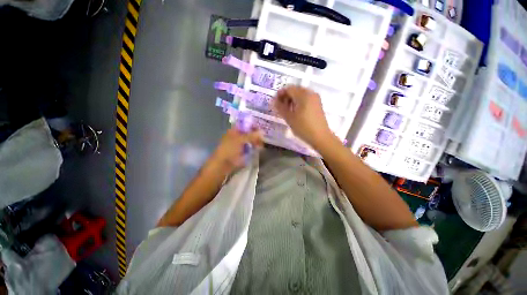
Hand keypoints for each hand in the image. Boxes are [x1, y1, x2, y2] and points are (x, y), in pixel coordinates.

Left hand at [209, 126, 263, 173]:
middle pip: (249, 132)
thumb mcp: (240, 140)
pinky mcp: (242, 151)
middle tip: (263, 137)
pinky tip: (259, 148)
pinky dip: (255, 147)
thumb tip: (262, 131)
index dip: (253, 125)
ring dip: (256, 141)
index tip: (261, 128)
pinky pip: (251, 147)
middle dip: (256, 134)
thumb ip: (251, 135)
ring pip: (250, 140)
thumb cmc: (229, 149)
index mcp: (234, 130)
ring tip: (262, 144)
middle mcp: (237, 136)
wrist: (223, 165)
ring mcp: (240, 144)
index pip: (245, 124)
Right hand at [273, 86, 332, 148]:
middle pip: (295, 90)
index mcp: (303, 95)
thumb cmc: (303, 127)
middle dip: (286, 97)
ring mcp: (315, 99)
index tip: (275, 102)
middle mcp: (311, 93)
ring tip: (287, 110)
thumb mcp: (289, 118)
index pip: (289, 88)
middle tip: (280, 107)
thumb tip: (274, 101)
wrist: (320, 137)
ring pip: (300, 94)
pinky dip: (299, 102)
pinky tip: (295, 112)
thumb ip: (280, 108)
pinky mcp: (318, 104)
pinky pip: (306, 99)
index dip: (280, 94)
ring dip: (292, 100)